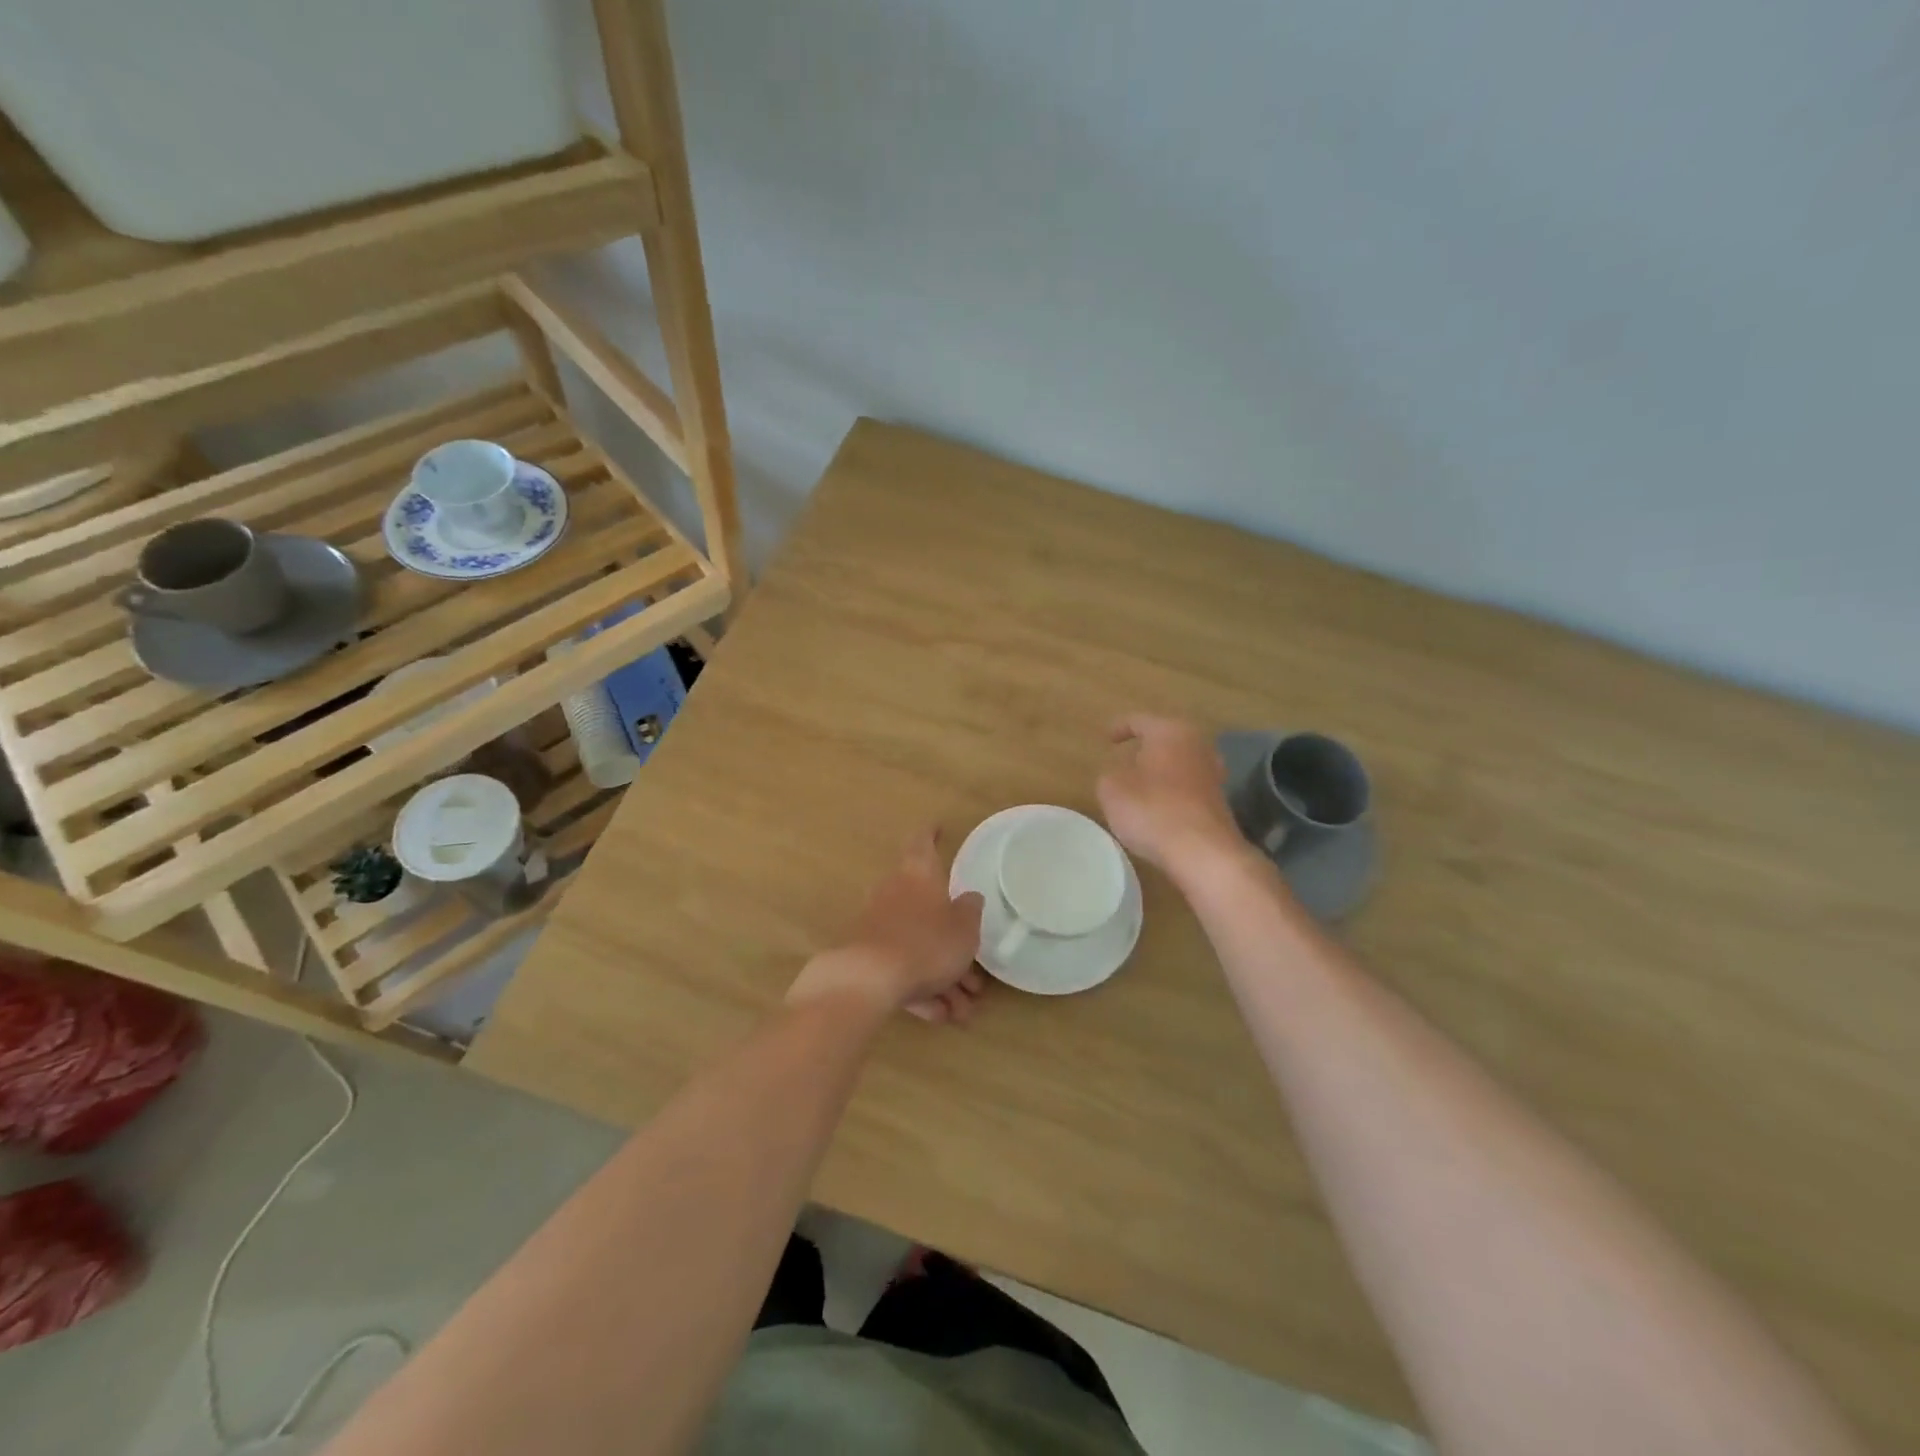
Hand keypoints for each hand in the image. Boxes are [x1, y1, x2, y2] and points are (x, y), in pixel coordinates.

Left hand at [788, 829, 987, 1023]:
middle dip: (953, 946)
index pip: (923, 843)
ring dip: (943, 978)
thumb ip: (970, 911)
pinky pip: (901, 970)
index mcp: (918, 875)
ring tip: (963, 1011)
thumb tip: (970, 898)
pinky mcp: (867, 957)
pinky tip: (938, 1016)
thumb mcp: (963, 928)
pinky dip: (921, 989)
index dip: (932, 834)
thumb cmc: (925, 943)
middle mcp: (895, 894)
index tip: (938, 827)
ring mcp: (878, 927)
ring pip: (918, 947)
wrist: (867, 980)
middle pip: (928, 912)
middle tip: (976, 978)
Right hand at [1097, 714, 1243, 872]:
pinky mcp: (1219, 801)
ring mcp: (1213, 774)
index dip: (1119, 727)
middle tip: (1125, 758)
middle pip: (1166, 739)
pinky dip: (1172, 791)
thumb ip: (1109, 775)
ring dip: (1161, 770)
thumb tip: (1119, 774)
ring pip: (1180, 763)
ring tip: (1141, 784)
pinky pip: (1188, 787)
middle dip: (1146, 747)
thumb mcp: (1112, 789)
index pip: (1139, 720)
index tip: (1106, 738)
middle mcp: (1197, 745)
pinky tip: (1159, 807)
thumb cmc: (1152, 810)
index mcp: (1170, 732)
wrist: (1203, 852)